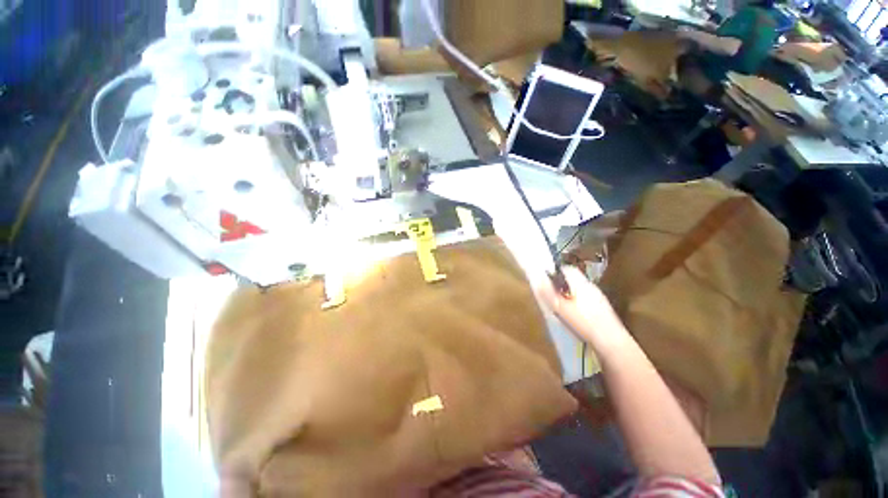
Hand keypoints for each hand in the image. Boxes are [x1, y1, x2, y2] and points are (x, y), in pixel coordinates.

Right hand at [538, 266, 620, 344]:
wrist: (612, 342)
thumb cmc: (584, 322)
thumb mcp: (561, 308)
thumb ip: (549, 293)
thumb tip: (538, 280)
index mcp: (582, 284)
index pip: (568, 270)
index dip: (556, 272)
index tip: (547, 280)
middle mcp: (592, 287)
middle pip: (574, 280)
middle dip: (562, 285)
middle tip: (552, 294)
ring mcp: (600, 298)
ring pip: (581, 290)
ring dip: (570, 294)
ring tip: (561, 306)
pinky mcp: (604, 309)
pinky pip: (587, 300)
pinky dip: (578, 303)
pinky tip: (575, 315)